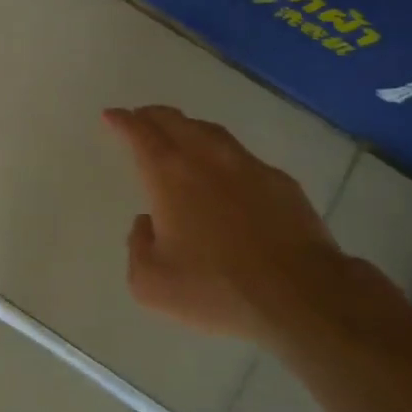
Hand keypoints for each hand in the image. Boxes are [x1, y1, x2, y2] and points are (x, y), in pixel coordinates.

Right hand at [102, 105, 375, 345]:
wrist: (300, 296)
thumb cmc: (216, 289)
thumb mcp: (151, 283)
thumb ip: (137, 247)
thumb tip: (146, 224)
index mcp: (169, 176)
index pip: (139, 134)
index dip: (122, 121)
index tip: (112, 115)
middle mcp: (206, 159)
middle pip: (175, 122)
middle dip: (152, 116)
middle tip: (140, 117)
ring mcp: (248, 167)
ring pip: (211, 133)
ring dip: (188, 128)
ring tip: (180, 133)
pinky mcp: (281, 183)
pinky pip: (243, 157)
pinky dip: (224, 155)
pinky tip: (226, 172)